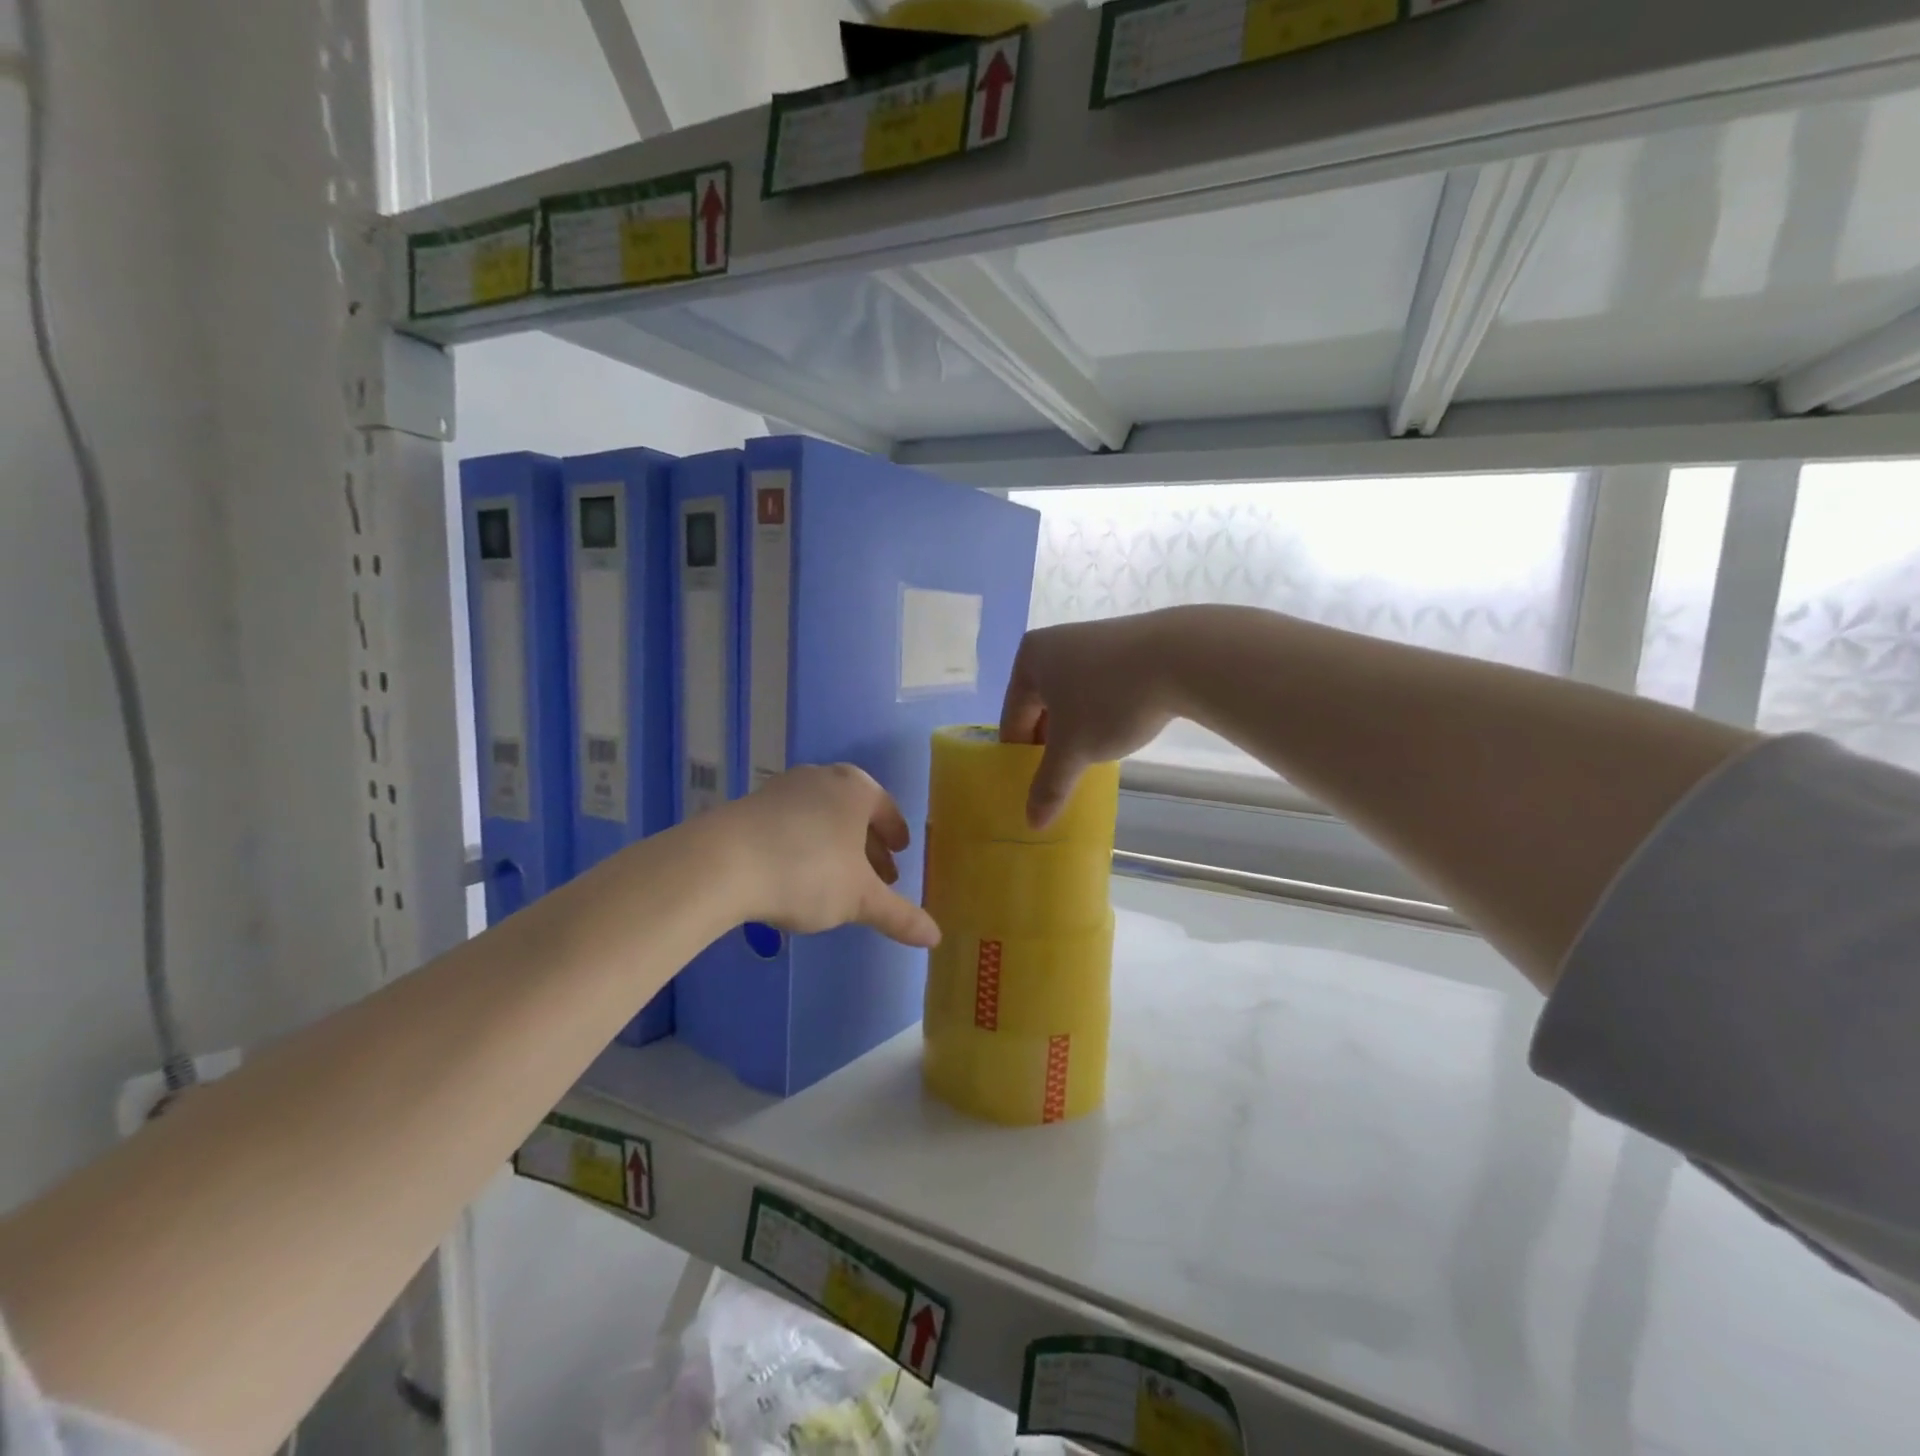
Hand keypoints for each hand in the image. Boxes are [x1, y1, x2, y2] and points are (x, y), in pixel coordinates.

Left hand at [718, 764, 941, 947]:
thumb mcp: (860, 899)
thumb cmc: (808, 871)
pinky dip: (804, 843)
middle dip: (868, 844)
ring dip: (836, 844)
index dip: (896, 834)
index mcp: (857, 788)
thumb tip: (937, 937)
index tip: (900, 852)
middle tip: (877, 875)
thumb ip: (899, 915)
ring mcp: (783, 788)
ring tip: (839, 877)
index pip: (887, 809)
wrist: (722, 862)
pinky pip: (791, 822)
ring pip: (822, 815)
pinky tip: (797, 872)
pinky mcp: (751, 804)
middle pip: (855, 812)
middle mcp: (823, 777)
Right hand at [1000, 611, 1180, 826]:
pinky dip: (1101, 713)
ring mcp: (1092, 640)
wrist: (1181, 657)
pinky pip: (1099, 687)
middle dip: (1050, 744)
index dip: (1021, 759)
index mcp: (1029, 660)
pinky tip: (1117, 732)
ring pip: (1072, 698)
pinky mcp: (1125, 645)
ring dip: (1076, 731)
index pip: (1013, 721)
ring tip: (1091, 759)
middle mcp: (1054, 643)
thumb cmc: (1109, 700)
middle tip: (1061, 778)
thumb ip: (1049, 786)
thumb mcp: (1074, 750)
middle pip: (1041, 708)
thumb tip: (1031, 823)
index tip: (1032, 789)